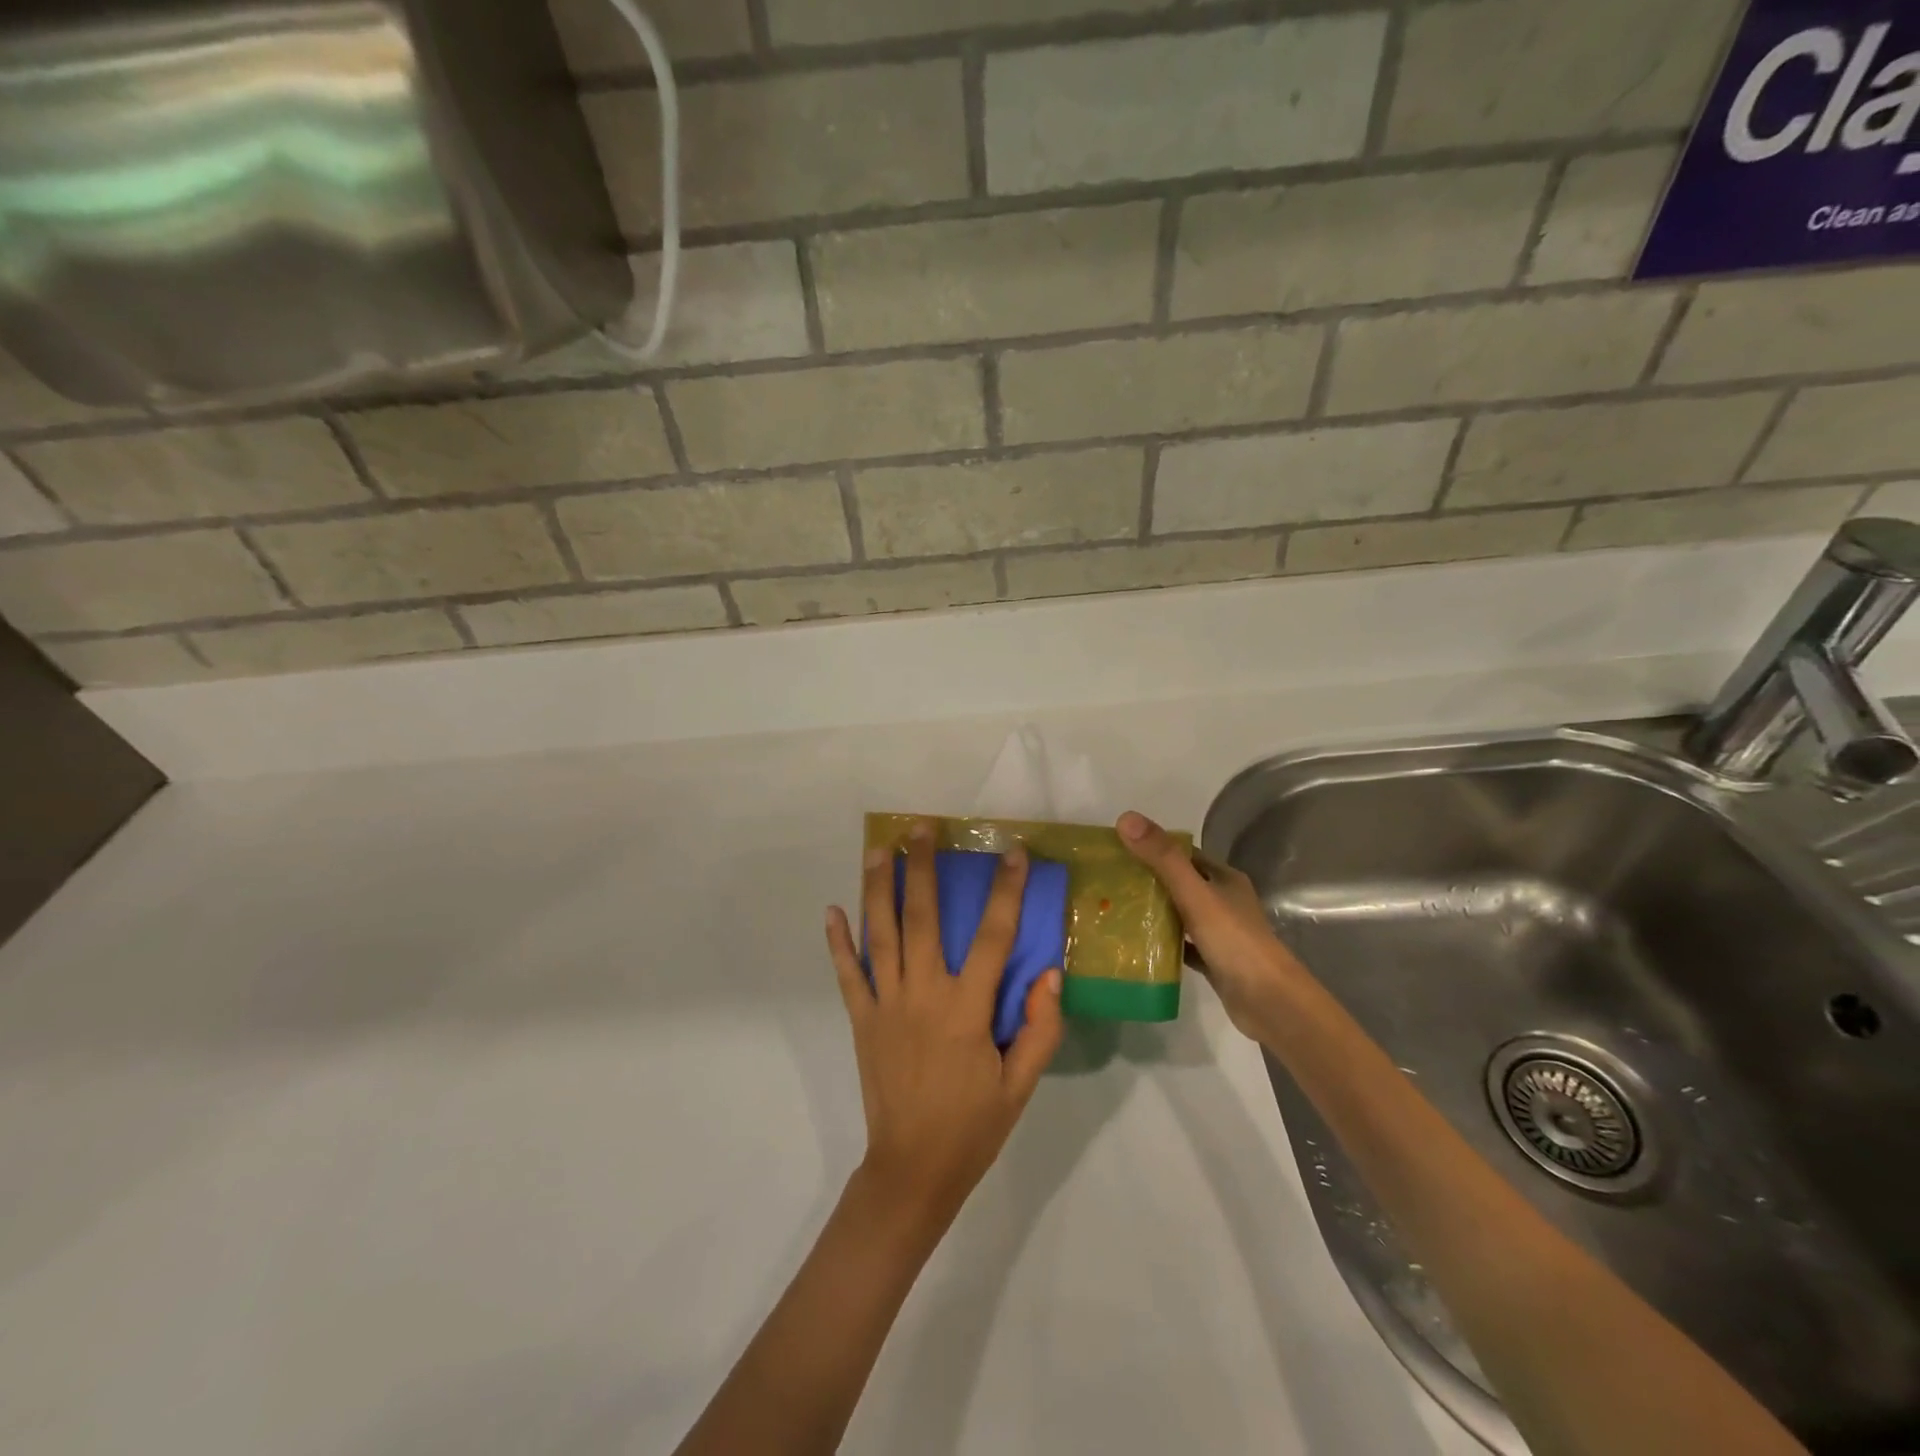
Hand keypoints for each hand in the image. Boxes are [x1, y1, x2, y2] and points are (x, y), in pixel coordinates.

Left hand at [825, 821, 1064, 1230]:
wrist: (912, 1170)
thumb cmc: (973, 1126)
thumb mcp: (1021, 1085)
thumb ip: (1041, 1028)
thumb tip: (1050, 973)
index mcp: (967, 1010)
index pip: (992, 937)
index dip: (1004, 892)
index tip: (1011, 853)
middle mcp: (923, 995)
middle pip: (922, 918)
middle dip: (921, 868)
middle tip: (919, 829)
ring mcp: (886, 1005)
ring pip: (880, 935)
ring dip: (877, 889)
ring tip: (878, 850)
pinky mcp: (861, 1020)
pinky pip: (847, 974)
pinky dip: (838, 942)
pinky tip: (832, 910)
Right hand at [1116, 810, 1305, 1041]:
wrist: (1269, 1002)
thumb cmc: (1234, 941)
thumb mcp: (1195, 894)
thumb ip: (1162, 858)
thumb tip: (1126, 817)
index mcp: (1224, 878)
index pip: (1183, 855)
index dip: (1153, 849)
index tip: (1118, 851)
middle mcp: (1224, 901)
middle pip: (1180, 883)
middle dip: (1148, 881)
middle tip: (1109, 883)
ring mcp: (1220, 933)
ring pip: (1181, 914)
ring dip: (1154, 912)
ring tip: (1115, 910)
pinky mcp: (1214, 961)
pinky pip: (1183, 945)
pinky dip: (1164, 943)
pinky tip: (1138, 945)